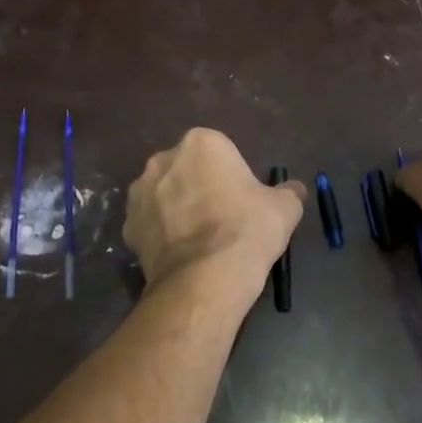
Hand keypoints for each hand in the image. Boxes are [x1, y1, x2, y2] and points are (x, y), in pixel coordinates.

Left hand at [123, 129, 306, 300]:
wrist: (206, 279)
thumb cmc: (247, 230)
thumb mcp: (285, 209)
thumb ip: (288, 192)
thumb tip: (294, 190)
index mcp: (201, 143)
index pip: (219, 152)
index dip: (231, 176)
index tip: (241, 200)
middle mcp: (163, 159)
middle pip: (186, 169)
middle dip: (198, 187)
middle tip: (220, 218)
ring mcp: (139, 193)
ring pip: (163, 195)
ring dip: (176, 209)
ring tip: (198, 241)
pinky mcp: (127, 227)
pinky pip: (148, 225)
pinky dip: (160, 235)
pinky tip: (180, 255)